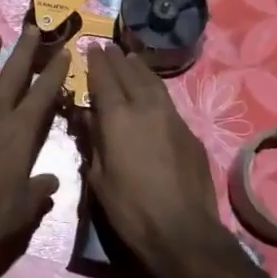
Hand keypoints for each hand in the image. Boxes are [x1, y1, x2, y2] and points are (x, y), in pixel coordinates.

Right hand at [85, 46, 231, 277]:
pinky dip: (155, 88)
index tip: (90, 46)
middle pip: (129, 73)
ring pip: (153, 82)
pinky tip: (152, 92)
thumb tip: (86, 116)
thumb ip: (92, 141)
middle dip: (117, 58)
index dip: (96, 62)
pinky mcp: (189, 132)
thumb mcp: (98, 178)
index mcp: (118, 118)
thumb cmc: (130, 209)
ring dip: (139, 68)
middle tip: (108, 46)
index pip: (104, 79)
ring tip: (131, 59)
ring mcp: (171, 117)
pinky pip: (167, 100)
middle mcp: (146, 108)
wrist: (183, 231)